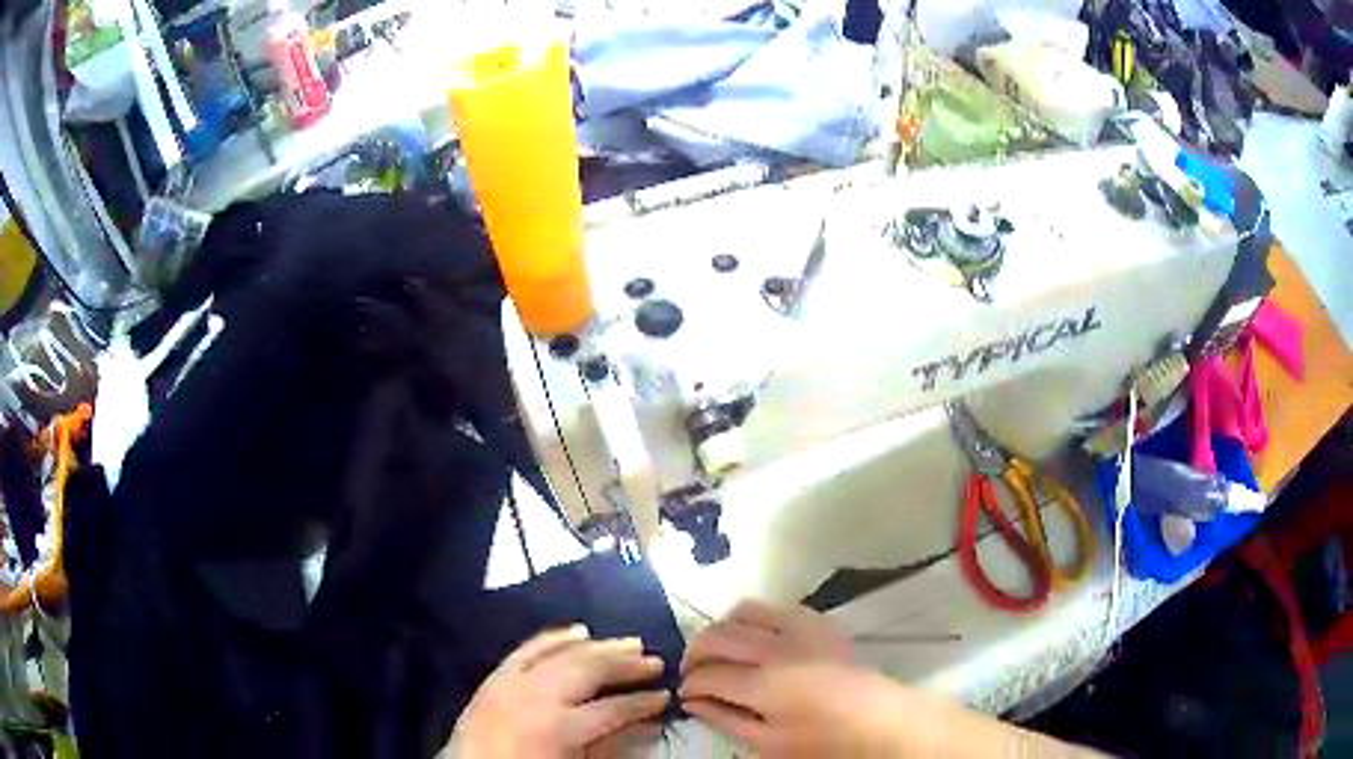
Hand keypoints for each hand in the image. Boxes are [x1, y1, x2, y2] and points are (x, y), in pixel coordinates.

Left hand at [445, 625, 669, 758]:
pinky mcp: (494, 679)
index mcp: (556, 728)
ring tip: (629, 643)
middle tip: (655, 660)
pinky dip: (554, 639)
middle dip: (624, 664)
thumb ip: (606, 746)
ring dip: (598, 647)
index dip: (642, 703)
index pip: (611, 709)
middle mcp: (533, 697)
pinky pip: (527, 650)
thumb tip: (640, 723)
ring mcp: (510, 683)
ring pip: (561, 653)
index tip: (665, 696)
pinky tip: (577, 631)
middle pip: (588, 670)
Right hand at [680, 601, 910, 755]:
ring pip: (743, 611)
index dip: (689, 685)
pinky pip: (776, 607)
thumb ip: (725, 720)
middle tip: (692, 674)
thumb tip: (691, 701)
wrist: (879, 720)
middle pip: (717, 636)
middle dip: (694, 654)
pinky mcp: (818, 620)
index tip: (684, 695)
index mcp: (764, 684)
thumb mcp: (768, 744)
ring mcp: (800, 628)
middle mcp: (777, 647)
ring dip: (722, 630)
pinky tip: (757, 642)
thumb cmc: (823, 741)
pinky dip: (755, 620)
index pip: (708, 675)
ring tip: (721, 653)